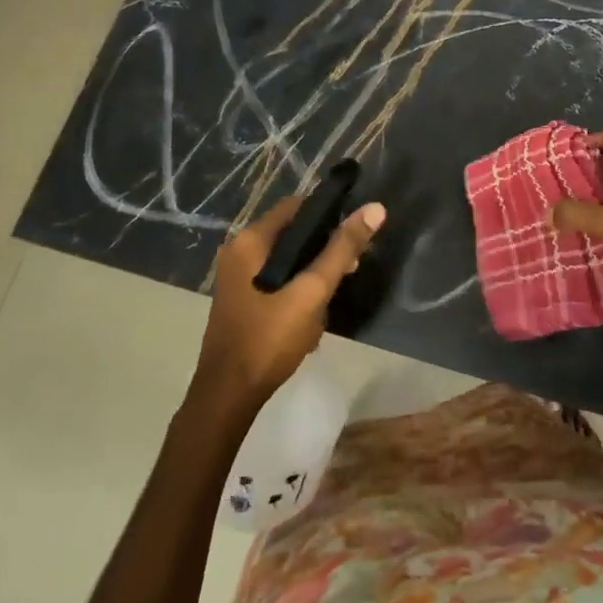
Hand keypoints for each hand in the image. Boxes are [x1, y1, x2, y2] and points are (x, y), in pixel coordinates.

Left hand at [193, 195, 385, 413]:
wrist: (228, 397)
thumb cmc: (268, 339)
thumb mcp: (311, 292)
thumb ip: (342, 250)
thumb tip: (375, 208)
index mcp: (249, 241)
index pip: (296, 206)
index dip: (328, 213)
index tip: (355, 232)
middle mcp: (238, 251)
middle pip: (291, 233)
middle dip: (323, 249)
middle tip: (351, 268)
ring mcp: (237, 278)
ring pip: (286, 260)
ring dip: (312, 274)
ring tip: (332, 298)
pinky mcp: (241, 300)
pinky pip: (275, 280)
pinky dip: (296, 289)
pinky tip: (312, 316)